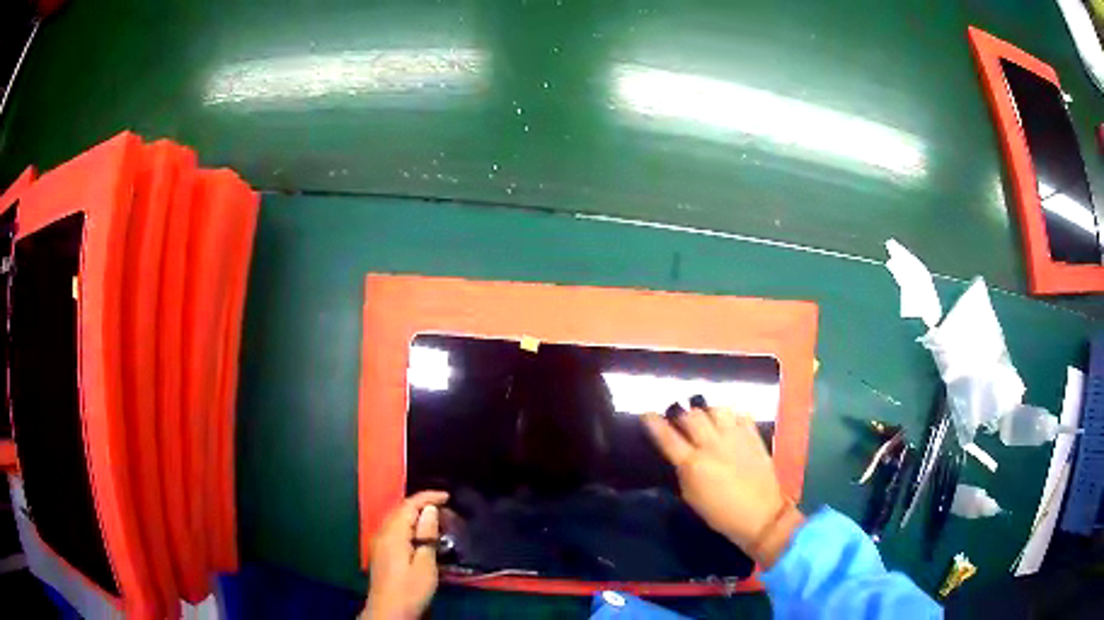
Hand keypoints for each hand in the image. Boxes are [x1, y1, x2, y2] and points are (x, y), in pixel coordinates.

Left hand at [363, 491, 448, 619]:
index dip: (428, 497)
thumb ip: (427, 535)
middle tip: (447, 510)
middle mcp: (382, 532)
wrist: (389, 611)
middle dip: (423, 506)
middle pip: (401, 510)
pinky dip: (410, 526)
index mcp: (393, 533)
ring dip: (417, 516)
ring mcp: (379, 542)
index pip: (409, 505)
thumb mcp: (425, 564)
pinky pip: (396, 529)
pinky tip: (422, 535)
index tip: (448, 497)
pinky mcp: (381, 551)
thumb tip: (430, 510)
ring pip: (398, 520)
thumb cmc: (410, 589)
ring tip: (438, 521)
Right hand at [643, 408, 803, 567]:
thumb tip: (680, 458)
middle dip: (681, 414)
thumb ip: (684, 473)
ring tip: (706, 418)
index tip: (646, 414)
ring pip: (716, 409)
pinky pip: (740, 414)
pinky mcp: (753, 435)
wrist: (761, 515)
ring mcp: (735, 437)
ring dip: (707, 412)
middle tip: (678, 417)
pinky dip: (731, 416)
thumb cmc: (721, 514)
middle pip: (691, 416)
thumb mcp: (692, 498)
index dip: (654, 423)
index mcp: (693, 464)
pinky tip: (729, 424)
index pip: (668, 437)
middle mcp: (712, 445)